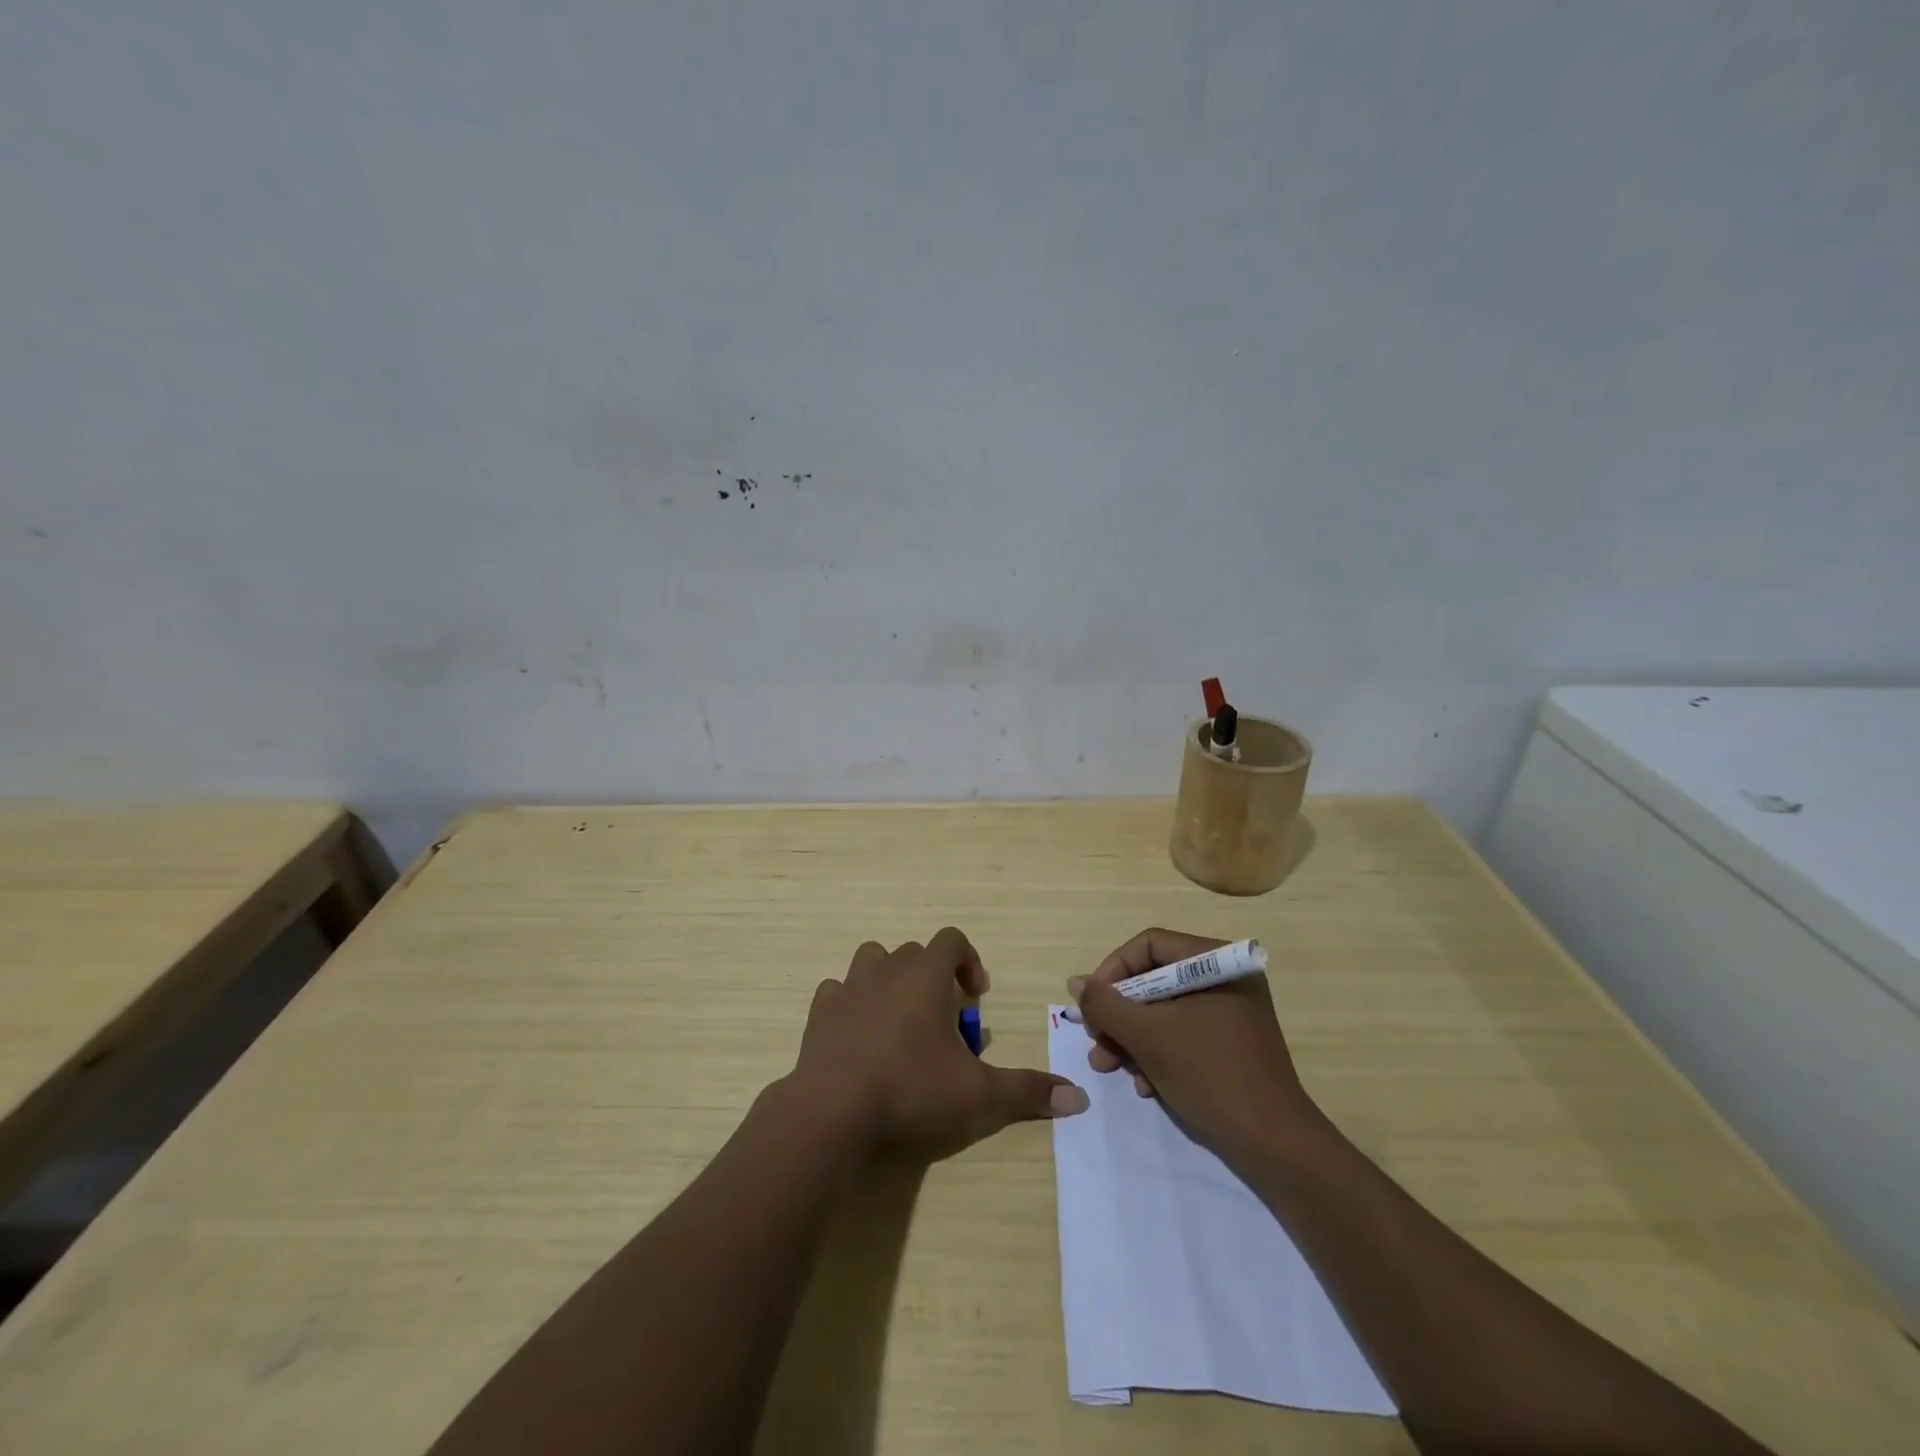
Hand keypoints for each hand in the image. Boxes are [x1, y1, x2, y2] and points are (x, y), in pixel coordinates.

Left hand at [793, 927, 1088, 1158]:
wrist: (833, 1109)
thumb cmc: (911, 1089)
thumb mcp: (978, 1094)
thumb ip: (1027, 1091)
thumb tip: (1079, 1098)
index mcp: (926, 974)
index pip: (952, 939)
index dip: (969, 961)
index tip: (976, 997)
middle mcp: (887, 968)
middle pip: (916, 953)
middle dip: (934, 979)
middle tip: (944, 1024)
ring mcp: (849, 986)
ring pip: (874, 961)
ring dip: (891, 981)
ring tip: (901, 1022)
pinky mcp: (820, 1010)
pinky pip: (838, 991)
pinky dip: (852, 1004)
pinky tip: (860, 1037)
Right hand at [1068, 928, 1322, 1162]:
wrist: (1275, 1147)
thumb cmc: (1211, 1076)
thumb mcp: (1148, 1037)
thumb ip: (1106, 1005)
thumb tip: (1076, 982)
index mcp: (1216, 962)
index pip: (1149, 946)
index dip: (1113, 971)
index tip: (1091, 1005)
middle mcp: (1226, 978)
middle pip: (1154, 980)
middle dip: (1119, 1014)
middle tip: (1097, 1041)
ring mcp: (1230, 1012)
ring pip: (1164, 1011)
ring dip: (1132, 1038)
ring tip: (1110, 1068)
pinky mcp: (1230, 1044)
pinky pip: (1182, 1034)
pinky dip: (1157, 1054)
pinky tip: (1145, 1085)